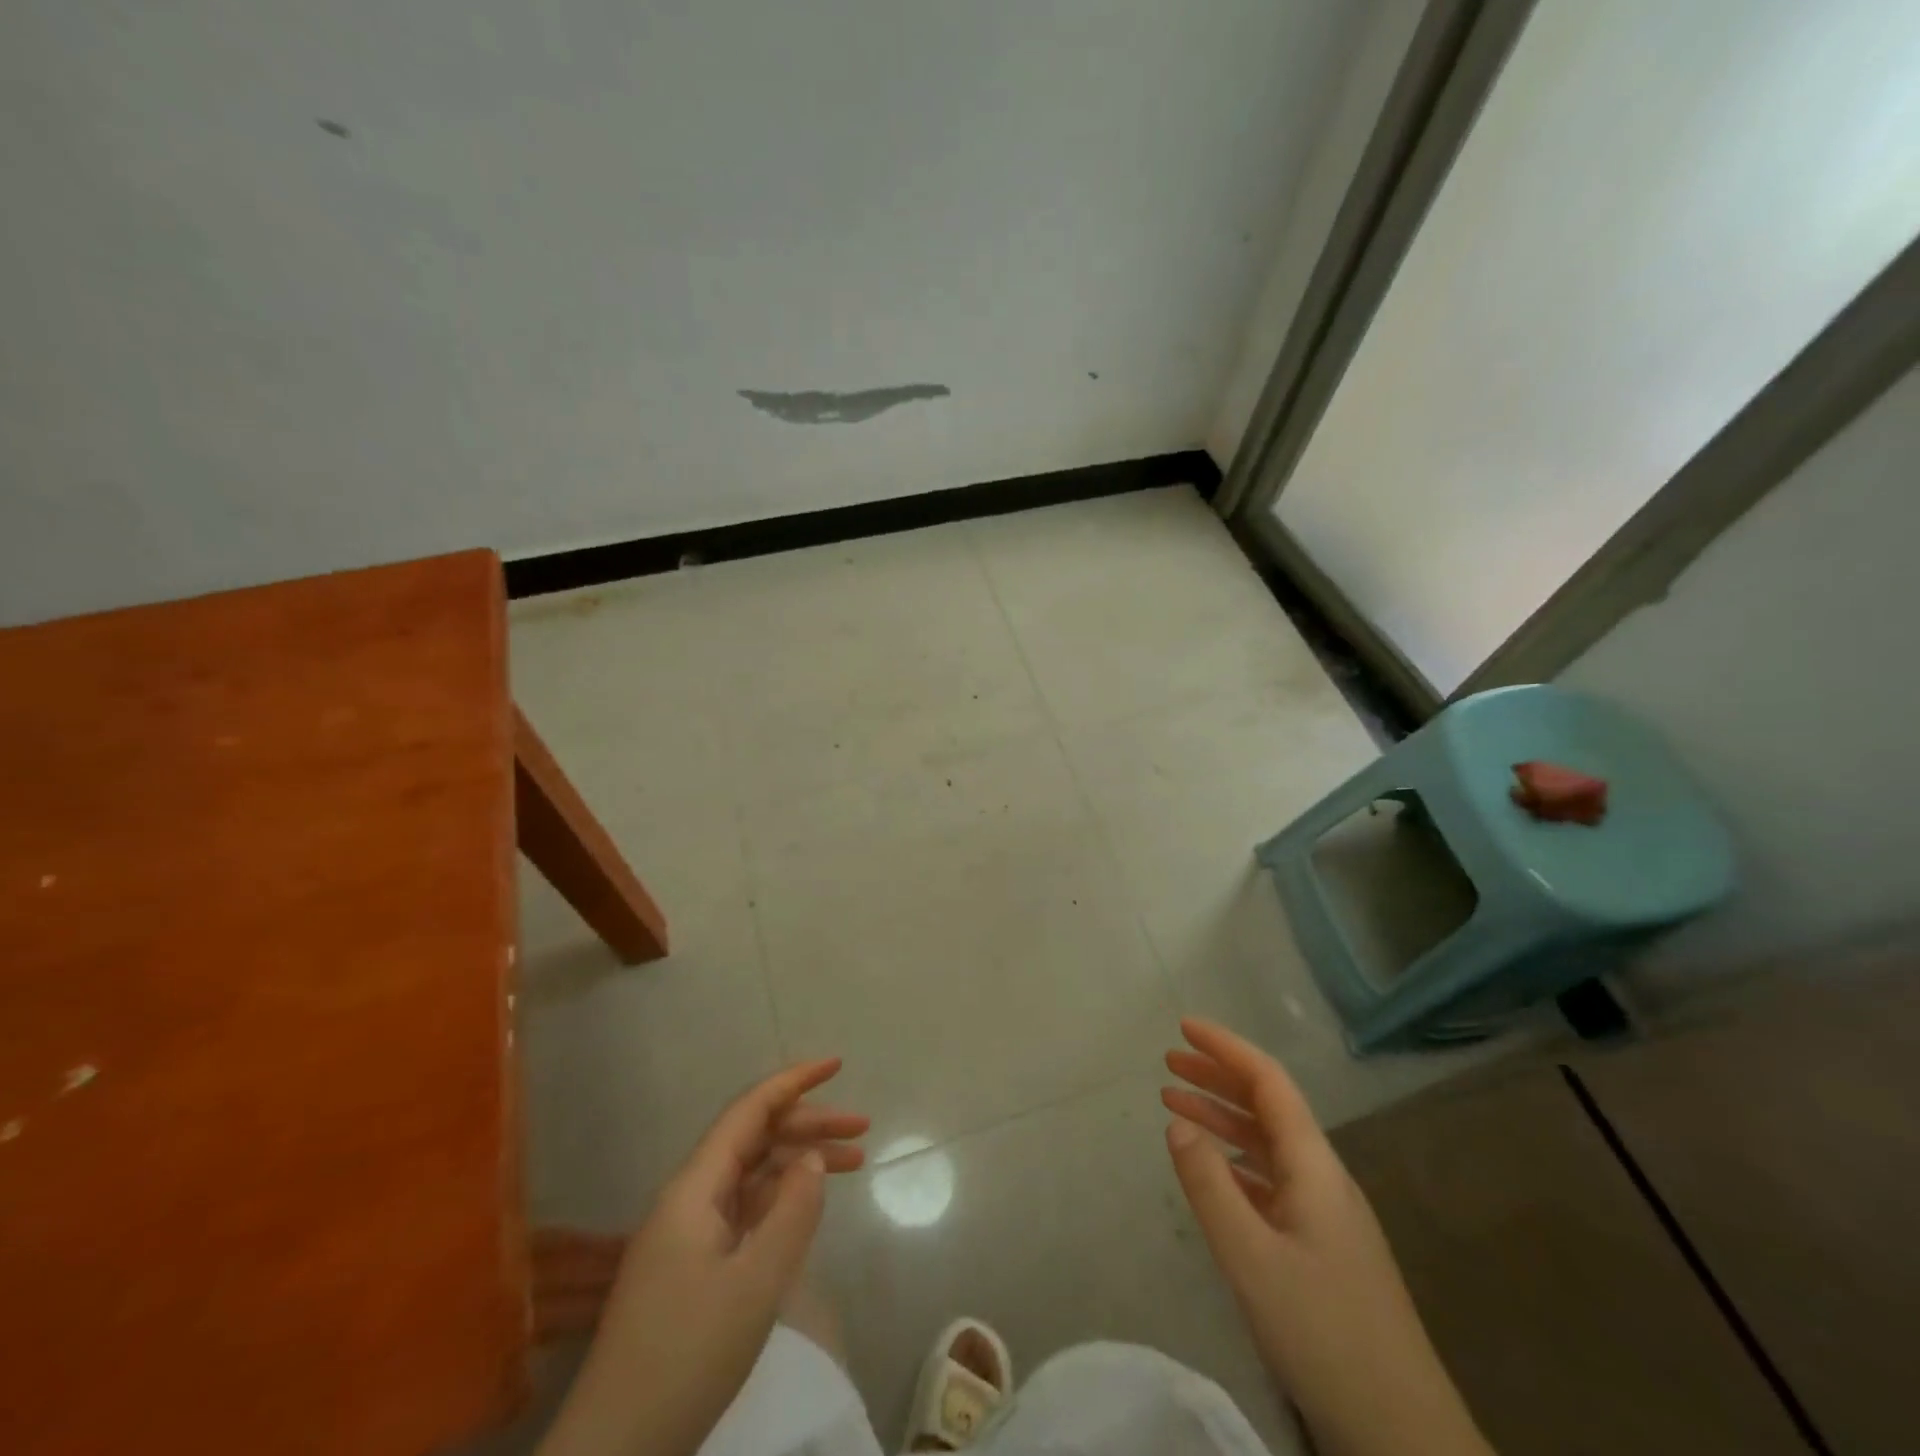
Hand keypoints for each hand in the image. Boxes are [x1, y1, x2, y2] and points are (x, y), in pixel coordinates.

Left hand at [539, 1060, 867, 1455]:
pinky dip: (782, 1198)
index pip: (749, 1111)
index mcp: (695, 1188)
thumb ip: (792, 1211)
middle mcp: (689, 1198)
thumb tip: (813, 1159)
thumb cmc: (686, 1357)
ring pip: (753, 1174)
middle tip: (863, 1130)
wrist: (617, 1451)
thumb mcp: (755, 1284)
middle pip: (755, 1139)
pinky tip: (808, 1206)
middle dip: (809, 1125)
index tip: (837, 1064)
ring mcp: (688, 1233)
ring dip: (800, 1162)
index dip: (794, 1082)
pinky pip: (744, 1209)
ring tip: (855, 1164)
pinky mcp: (692, 1266)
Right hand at [1161, 1019, 1490, 1455]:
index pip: (1269, 1082)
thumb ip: (1209, 1184)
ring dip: (1222, 1117)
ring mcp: (1325, 1214)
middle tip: (1168, 1061)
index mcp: (1314, 1166)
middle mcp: (1323, 1177)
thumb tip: (1178, 1121)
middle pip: (1267, 1106)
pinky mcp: (1321, 1246)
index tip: (1184, 1027)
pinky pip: (1270, 1180)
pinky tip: (1210, 1169)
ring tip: (1174, 1103)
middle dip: (1218, 1076)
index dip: (1227, 1048)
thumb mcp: (1251, 1257)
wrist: (1401, 1432)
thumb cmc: (1323, 1332)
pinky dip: (1234, 1161)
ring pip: (1267, 1144)